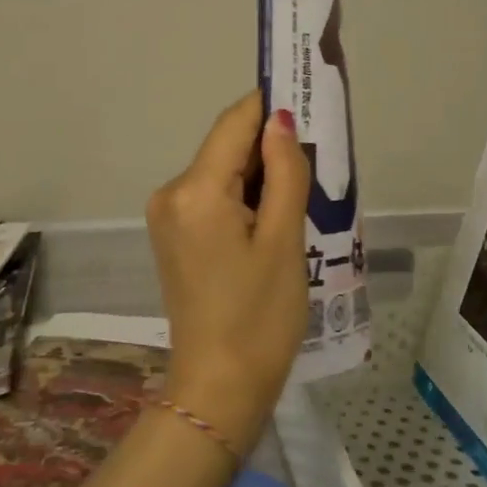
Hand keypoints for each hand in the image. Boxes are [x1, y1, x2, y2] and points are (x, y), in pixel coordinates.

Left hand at [146, 92, 311, 455]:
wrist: (218, 388)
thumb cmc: (260, 317)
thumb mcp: (285, 240)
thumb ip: (285, 171)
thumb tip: (280, 119)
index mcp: (195, 190)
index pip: (235, 122)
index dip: (271, 105)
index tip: (310, 98)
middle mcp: (171, 192)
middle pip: (226, 146)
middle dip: (270, 146)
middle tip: (319, 158)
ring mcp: (166, 215)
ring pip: (221, 171)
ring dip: (259, 174)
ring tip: (304, 194)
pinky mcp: (172, 235)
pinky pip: (211, 197)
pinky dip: (243, 197)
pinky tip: (273, 218)